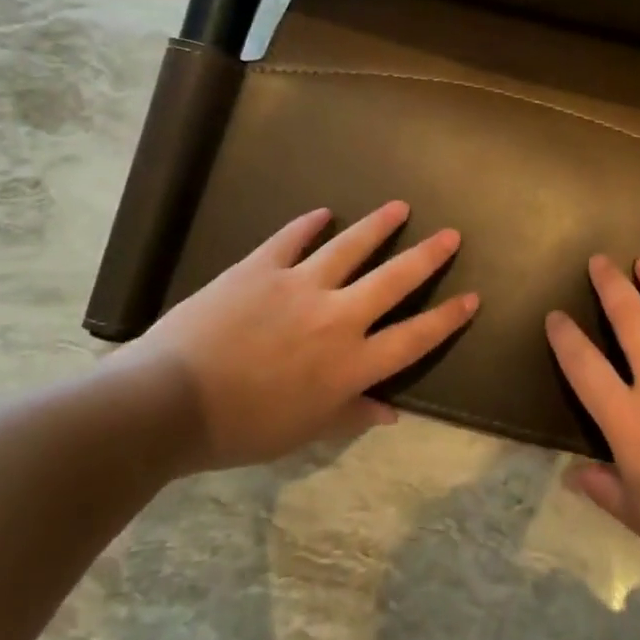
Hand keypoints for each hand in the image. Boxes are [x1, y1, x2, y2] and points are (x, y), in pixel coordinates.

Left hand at [125, 201, 475, 471]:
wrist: (167, 404)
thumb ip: (350, 415)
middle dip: (428, 256)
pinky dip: (309, 224)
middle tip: (450, 235)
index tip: (472, 298)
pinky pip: (291, 238)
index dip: (447, 318)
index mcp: (350, 364)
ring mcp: (299, 287)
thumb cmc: (239, 430)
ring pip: (350, 247)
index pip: (414, 338)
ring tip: (400, 207)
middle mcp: (336, 318)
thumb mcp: (302, 432)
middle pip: (395, 280)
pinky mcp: (260, 268)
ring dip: (378, 226)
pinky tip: (322, 212)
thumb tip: (390, 412)